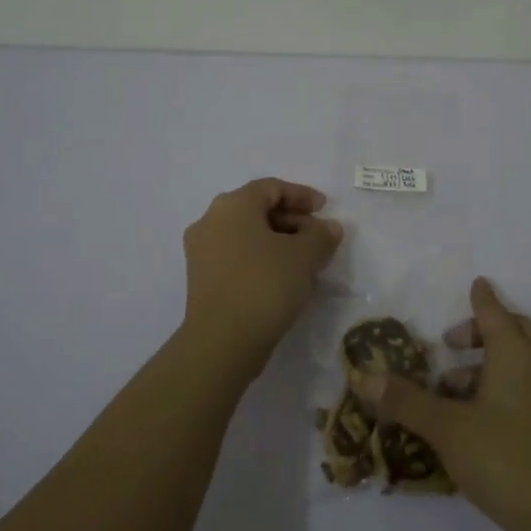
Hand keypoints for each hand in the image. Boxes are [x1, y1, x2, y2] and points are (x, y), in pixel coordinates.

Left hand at [180, 178, 342, 374]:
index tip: (325, 209)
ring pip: (247, 235)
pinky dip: (261, 259)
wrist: (222, 342)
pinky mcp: (201, 279)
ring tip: (306, 261)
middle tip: (319, 238)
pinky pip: (237, 256)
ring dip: (278, 242)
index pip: (271, 188)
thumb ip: (321, 235)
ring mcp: (201, 251)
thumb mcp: (305, 256)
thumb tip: (329, 228)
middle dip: (292, 220)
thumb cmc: (265, 285)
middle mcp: (210, 221)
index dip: (302, 195)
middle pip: (257, 210)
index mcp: (232, 205)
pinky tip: (284, 279)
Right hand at [352, 277, 530, 530]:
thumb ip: (406, 401)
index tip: (475, 284)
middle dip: (484, 330)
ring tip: (452, 390)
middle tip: (452, 344)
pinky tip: (477, 418)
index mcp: (515, 355)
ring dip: (489, 363)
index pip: (495, 313)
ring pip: (522, 360)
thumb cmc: (503, 458)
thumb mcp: (446, 429)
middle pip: (515, 331)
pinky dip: (503, 384)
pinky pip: (529, 385)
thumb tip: (364, 378)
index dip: (481, 299)